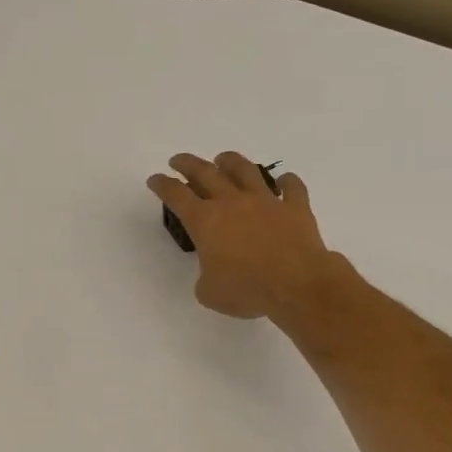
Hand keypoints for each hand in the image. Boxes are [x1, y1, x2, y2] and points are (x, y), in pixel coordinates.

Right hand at [147, 153, 338, 318]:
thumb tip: (213, 272)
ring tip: (223, 158)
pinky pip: (291, 188)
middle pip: (205, 173)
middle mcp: (233, 203)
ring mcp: (265, 201)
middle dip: (188, 164)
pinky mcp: (295, 208)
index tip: (155, 179)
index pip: (177, 196)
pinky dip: (287, 182)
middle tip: (178, 160)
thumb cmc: (247, 290)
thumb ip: (205, 277)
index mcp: (205, 222)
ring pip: (245, 170)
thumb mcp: (209, 293)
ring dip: (230, 161)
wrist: (296, 284)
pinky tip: (285, 181)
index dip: (163, 185)